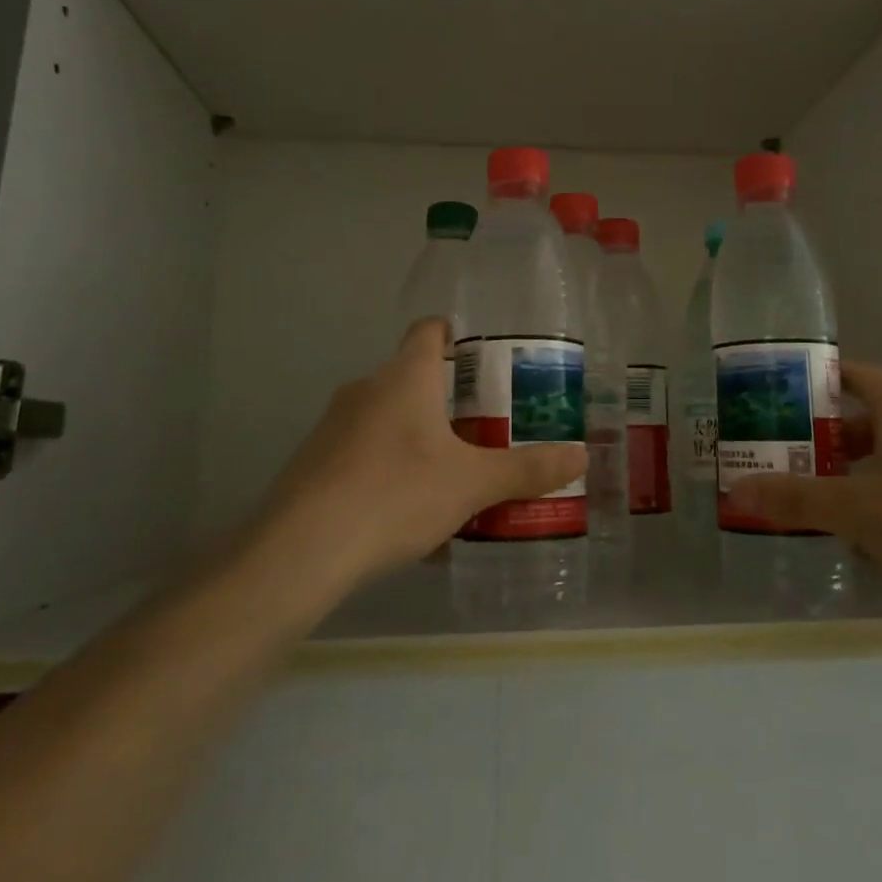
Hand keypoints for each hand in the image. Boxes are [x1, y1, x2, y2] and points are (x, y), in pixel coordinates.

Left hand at [257, 319, 587, 588]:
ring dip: (418, 436)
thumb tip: (581, 456)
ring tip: (453, 471)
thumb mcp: (472, 484)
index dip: (454, 334)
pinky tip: (409, 510)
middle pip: (411, 378)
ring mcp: (333, 427)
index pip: (428, 331)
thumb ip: (527, 470)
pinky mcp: (313, 464)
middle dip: (447, 398)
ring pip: (386, 418)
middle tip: (486, 425)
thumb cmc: (396, 494)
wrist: (300, 550)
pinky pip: (363, 454)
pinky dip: (390, 468)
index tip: (481, 355)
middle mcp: (365, 390)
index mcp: (404, 378)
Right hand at [727, 362, 881, 639]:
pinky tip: (843, 538)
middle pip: (863, 422)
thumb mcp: (858, 507)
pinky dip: (870, 510)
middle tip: (773, 453)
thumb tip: (736, 490)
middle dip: (819, 437)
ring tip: (796, 496)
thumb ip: (796, 498)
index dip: (817, 380)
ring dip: (842, 477)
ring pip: (881, 465)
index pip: (855, 376)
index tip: (774, 395)